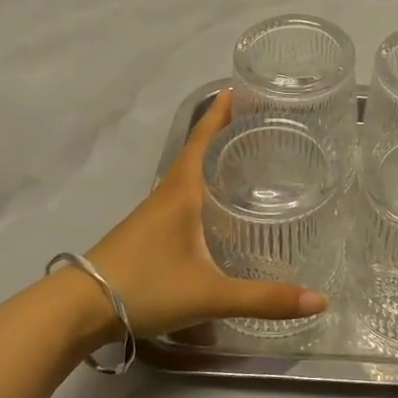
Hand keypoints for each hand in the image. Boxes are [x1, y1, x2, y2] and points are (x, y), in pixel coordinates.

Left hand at [79, 89, 328, 339]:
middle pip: (198, 152)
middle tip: (259, 123)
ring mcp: (153, 214)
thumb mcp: (209, 294)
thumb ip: (263, 299)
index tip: (238, 88)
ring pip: (188, 176)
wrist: (77, 309)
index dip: (220, 113)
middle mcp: (167, 194)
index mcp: (182, 192)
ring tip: (244, 159)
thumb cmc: (144, 287)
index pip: (203, 139)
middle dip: (224, 133)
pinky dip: (202, 188)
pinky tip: (215, 208)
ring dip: (212, 160)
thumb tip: (320, 300)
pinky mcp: (146, 234)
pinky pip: (181, 197)